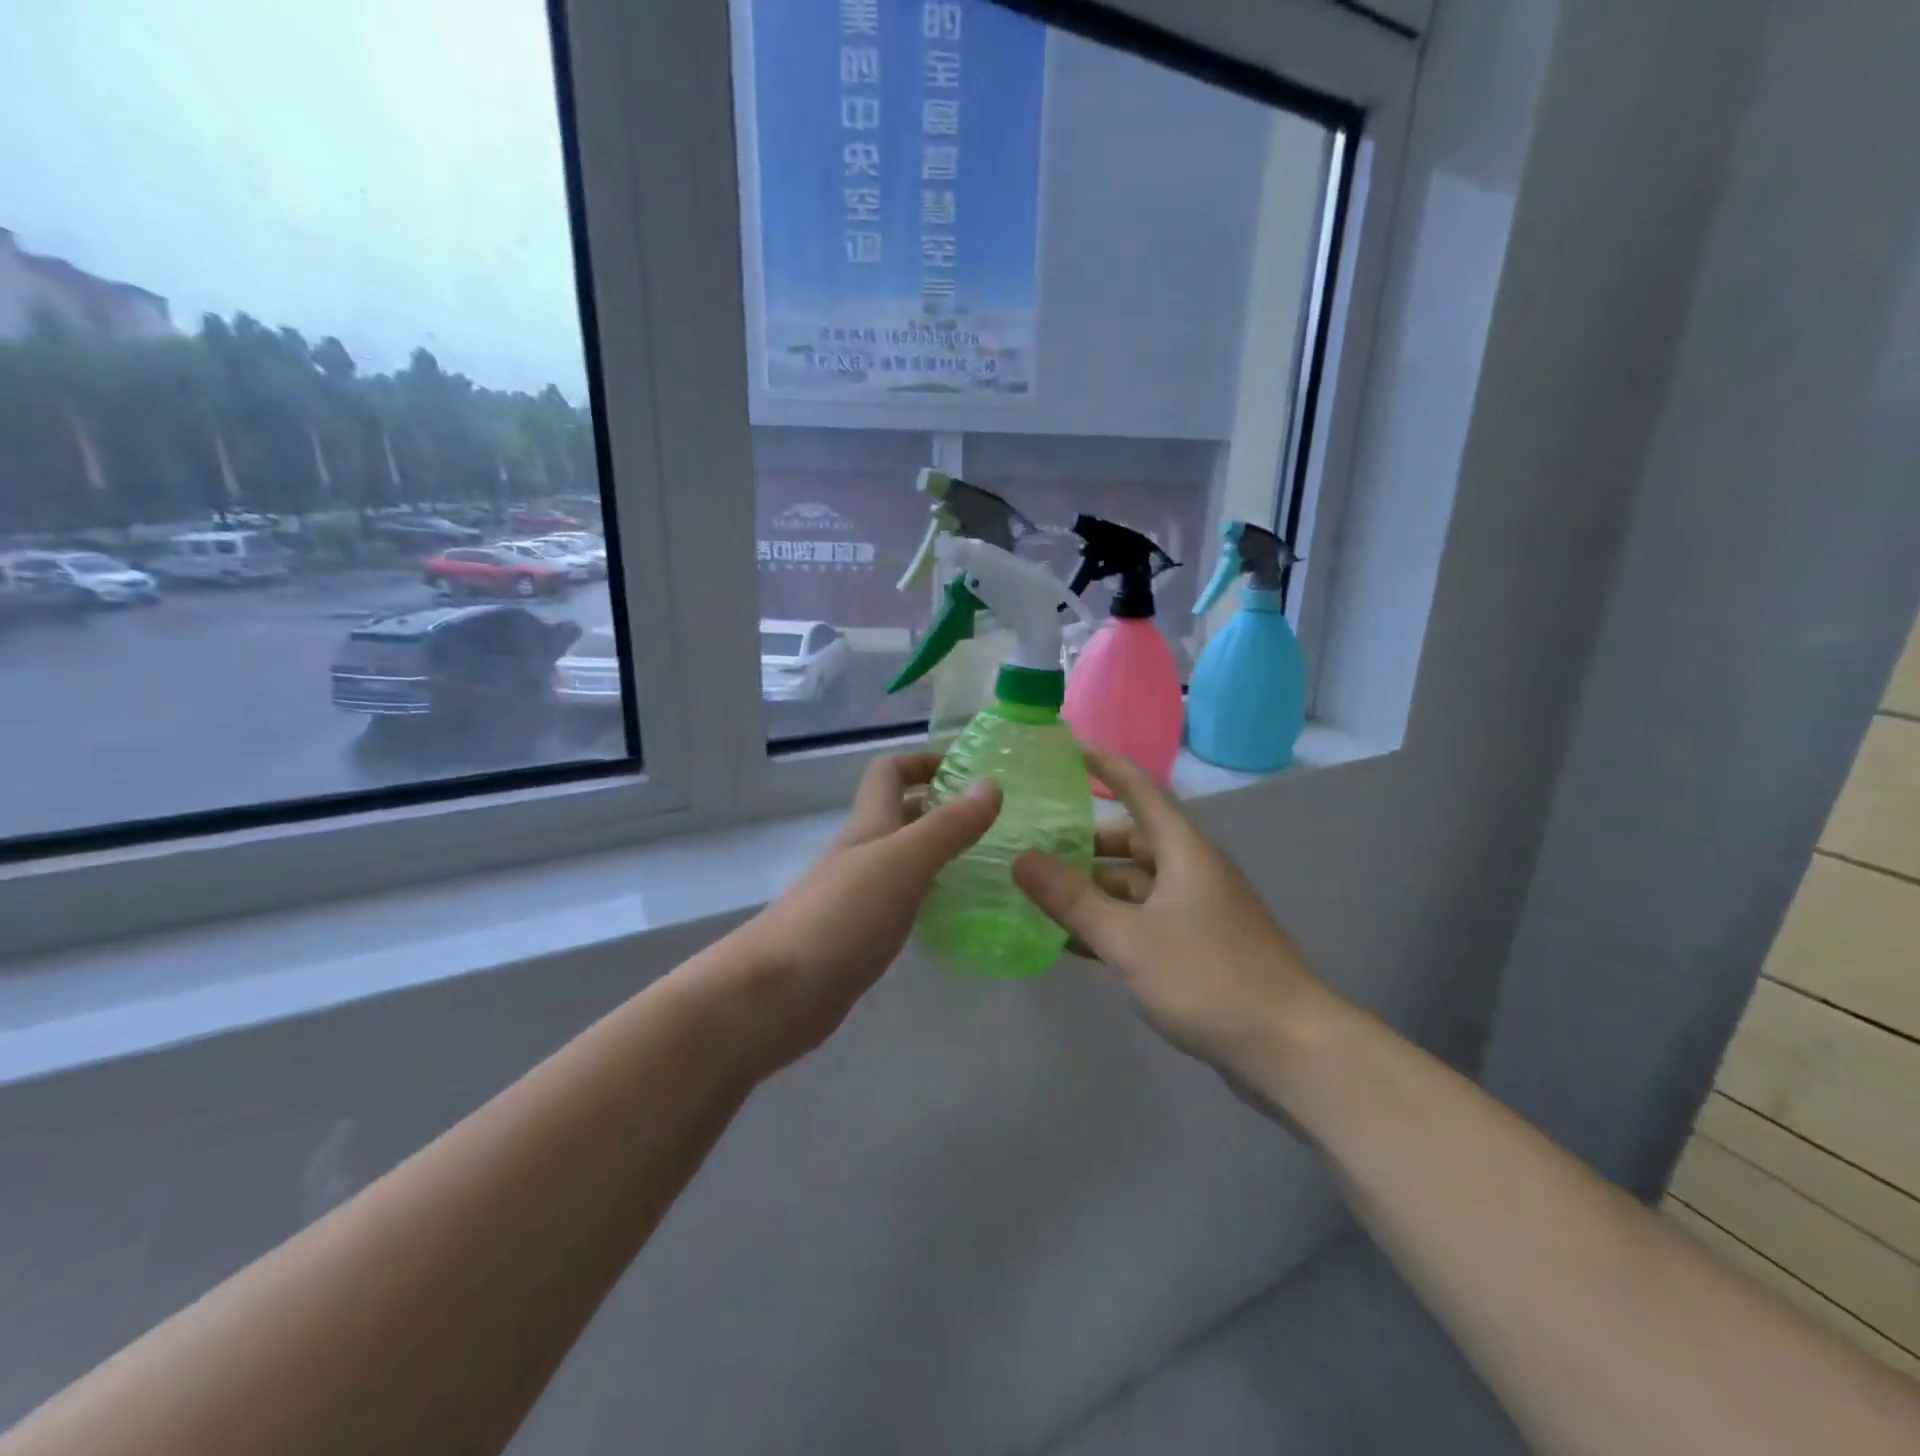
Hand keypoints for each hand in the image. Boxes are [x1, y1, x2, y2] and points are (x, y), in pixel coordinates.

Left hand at [723, 752, 1000, 1068]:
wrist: (777, 992)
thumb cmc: (842, 915)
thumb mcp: (903, 861)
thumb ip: (948, 826)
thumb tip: (991, 784)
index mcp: (869, 825)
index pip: (890, 772)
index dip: (925, 761)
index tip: (970, 772)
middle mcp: (861, 853)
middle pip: (900, 815)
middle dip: (943, 808)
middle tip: (995, 822)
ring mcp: (857, 895)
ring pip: (905, 860)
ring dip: (941, 854)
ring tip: (990, 865)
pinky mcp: (860, 935)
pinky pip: (902, 901)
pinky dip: (930, 896)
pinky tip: (956, 913)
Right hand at [1011, 749, 1329, 1085]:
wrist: (1290, 1048)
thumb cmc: (1208, 979)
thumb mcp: (1128, 938)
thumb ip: (1072, 899)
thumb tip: (1021, 858)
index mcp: (1183, 850)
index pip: (1140, 789)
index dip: (1106, 766)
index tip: (1068, 748)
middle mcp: (1192, 870)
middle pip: (1132, 840)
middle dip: (1085, 842)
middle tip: (1034, 844)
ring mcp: (1198, 910)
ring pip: (1136, 884)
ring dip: (1094, 888)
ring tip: (1041, 895)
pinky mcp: (1199, 946)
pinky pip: (1145, 918)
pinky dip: (1112, 921)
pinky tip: (1074, 941)